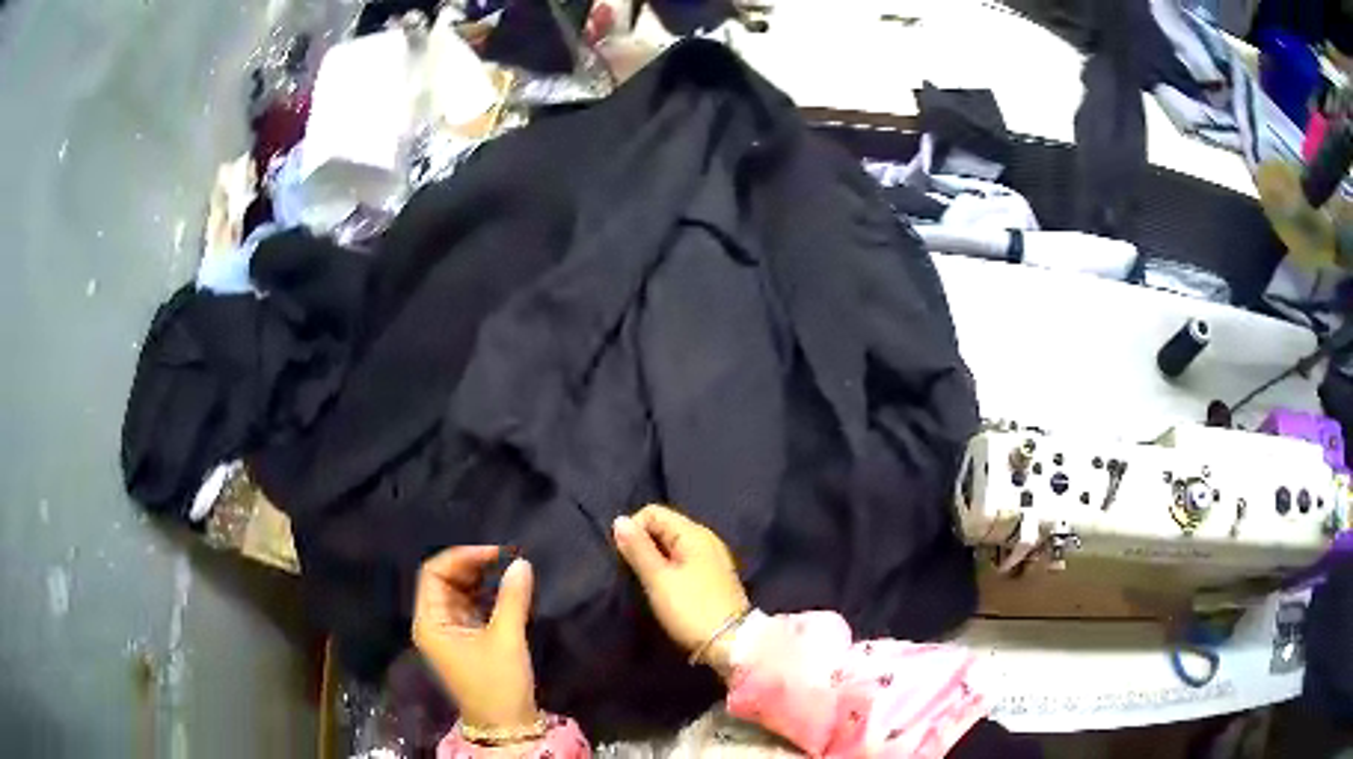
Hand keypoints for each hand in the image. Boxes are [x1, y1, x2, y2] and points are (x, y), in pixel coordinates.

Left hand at [412, 546, 538, 729]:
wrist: (506, 725)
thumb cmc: (498, 683)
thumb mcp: (506, 639)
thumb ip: (512, 598)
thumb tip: (521, 563)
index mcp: (430, 621)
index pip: (433, 573)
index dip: (461, 557)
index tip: (495, 553)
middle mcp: (433, 623)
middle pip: (445, 581)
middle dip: (473, 566)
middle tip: (507, 559)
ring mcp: (449, 632)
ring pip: (459, 593)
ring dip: (481, 580)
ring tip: (510, 571)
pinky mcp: (465, 640)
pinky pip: (470, 607)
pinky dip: (486, 596)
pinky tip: (508, 591)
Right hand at [612, 505, 749, 674]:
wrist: (731, 643)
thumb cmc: (691, 609)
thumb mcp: (659, 579)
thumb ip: (638, 549)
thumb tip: (619, 520)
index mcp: (694, 533)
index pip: (653, 512)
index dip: (634, 530)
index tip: (626, 558)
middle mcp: (706, 539)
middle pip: (664, 527)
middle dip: (643, 545)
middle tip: (634, 573)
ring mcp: (711, 559)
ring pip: (672, 547)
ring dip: (655, 559)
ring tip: (647, 583)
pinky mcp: (712, 577)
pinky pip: (683, 561)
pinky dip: (669, 570)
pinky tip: (664, 589)